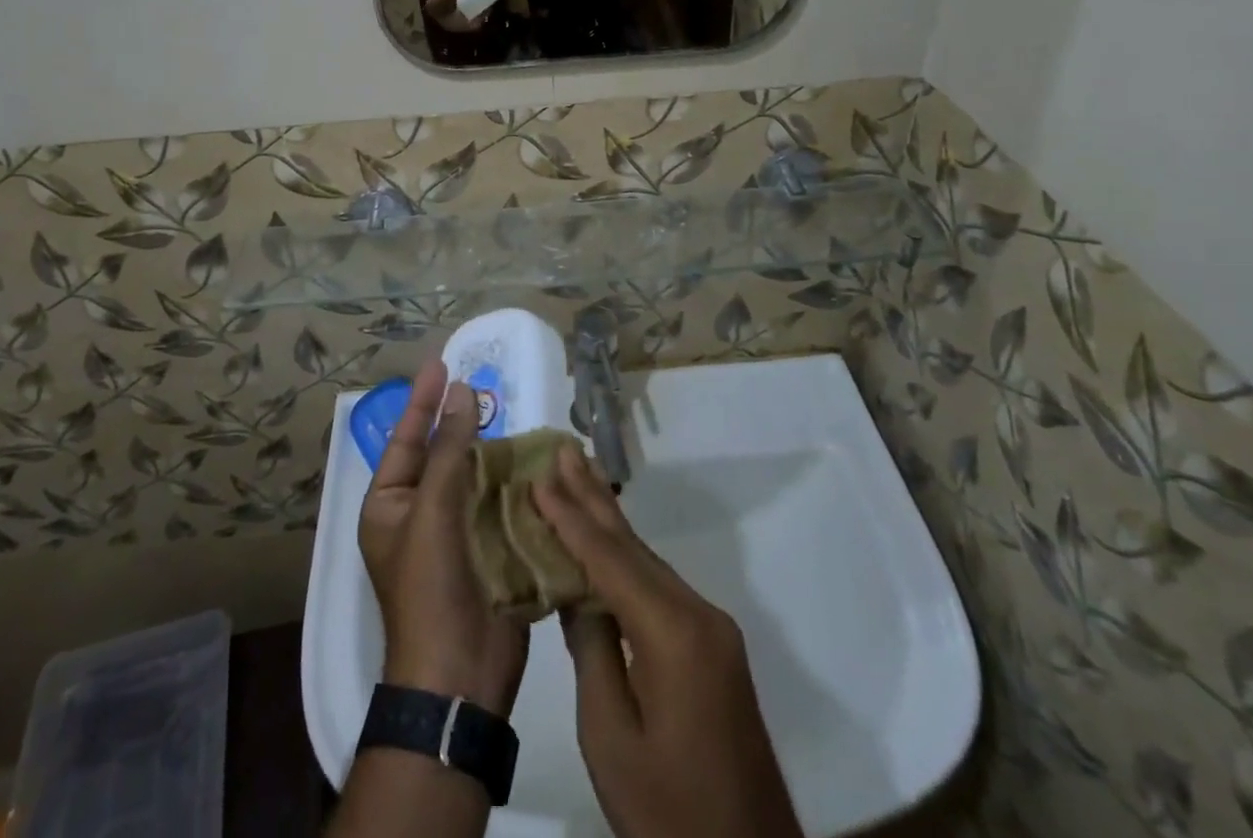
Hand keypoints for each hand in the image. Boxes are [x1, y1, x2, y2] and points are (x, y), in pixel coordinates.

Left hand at [360, 359, 528, 715]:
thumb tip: (461, 391)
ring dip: (493, 449)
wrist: (461, 675)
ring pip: (475, 477)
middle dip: (461, 422)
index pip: (406, 440)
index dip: (423, 401)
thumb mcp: (431, 510)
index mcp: (391, 506)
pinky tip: (534, 457)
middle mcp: (420, 515)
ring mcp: (457, 533)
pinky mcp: (490, 549)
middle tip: (482, 384)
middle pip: (442, 455)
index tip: (440, 364)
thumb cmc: (430, 586)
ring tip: (513, 414)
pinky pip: (500, 502)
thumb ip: (448, 448)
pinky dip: (514, 480)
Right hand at [533, 445, 801, 837]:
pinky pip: (660, 587)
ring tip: (578, 478)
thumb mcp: (611, 738)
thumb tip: (577, 593)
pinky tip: (607, 544)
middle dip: (593, 496)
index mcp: (673, 633)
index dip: (570, 516)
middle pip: (633, 546)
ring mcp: (711, 630)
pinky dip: (626, 559)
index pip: (609, 558)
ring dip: (609, 522)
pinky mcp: (713, 648)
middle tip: (564, 449)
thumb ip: (591, 652)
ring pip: (647, 562)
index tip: (539, 476)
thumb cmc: (669, 811)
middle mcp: (698, 614)